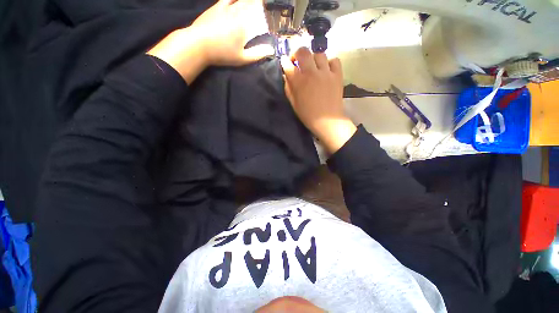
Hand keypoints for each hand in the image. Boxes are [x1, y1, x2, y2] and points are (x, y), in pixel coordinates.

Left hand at [148, 0, 273, 83]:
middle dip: (256, 2)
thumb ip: (257, 54)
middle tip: (262, 2)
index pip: (258, 12)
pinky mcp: (215, 7)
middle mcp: (236, 12)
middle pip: (249, 3)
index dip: (264, 7)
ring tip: (251, 1)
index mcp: (244, 25)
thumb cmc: (222, 53)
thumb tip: (271, 50)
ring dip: (245, 0)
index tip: (268, 5)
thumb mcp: (242, 58)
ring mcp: (225, 8)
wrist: (198, 44)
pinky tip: (234, 0)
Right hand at [281, 48, 356, 153]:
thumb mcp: (294, 104)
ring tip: (313, 66)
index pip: (288, 65)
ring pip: (319, 54)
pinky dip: (329, 62)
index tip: (285, 62)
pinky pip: (334, 60)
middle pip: (303, 51)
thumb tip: (287, 76)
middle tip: (297, 60)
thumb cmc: (308, 115)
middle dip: (297, 53)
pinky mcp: (337, 75)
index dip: (285, 62)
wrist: (327, 121)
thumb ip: (289, 88)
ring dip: (313, 58)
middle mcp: (311, 73)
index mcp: (299, 82)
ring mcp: (326, 73)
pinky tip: (326, 69)